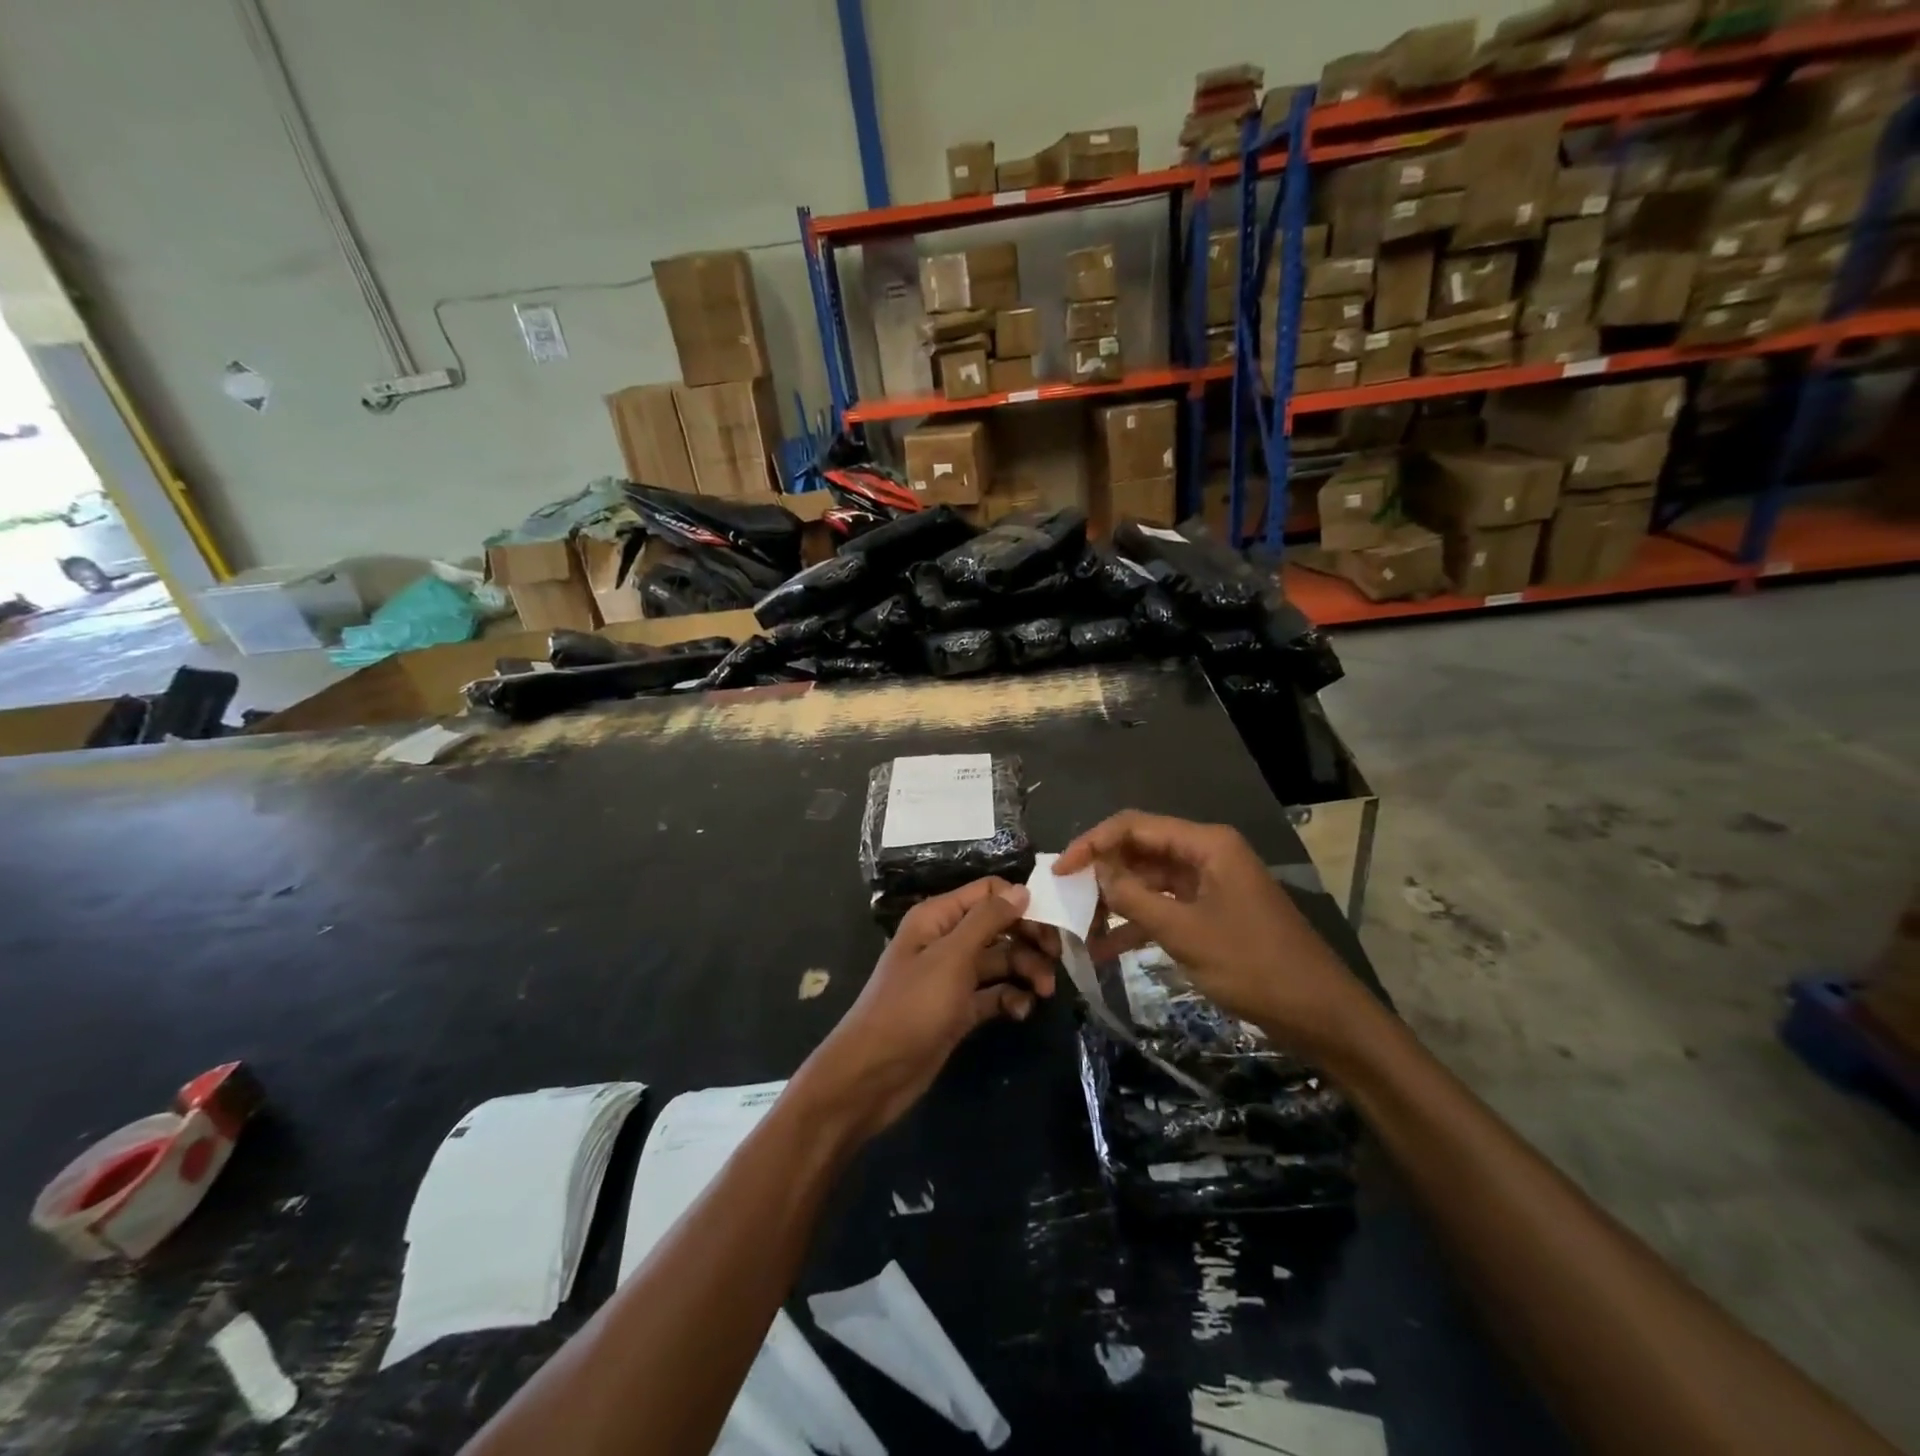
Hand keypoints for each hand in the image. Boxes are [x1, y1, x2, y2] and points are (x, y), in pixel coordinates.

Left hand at [797, 879, 1056, 1140]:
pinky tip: (1021, 1012)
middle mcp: (946, 941)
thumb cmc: (911, 1007)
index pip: (988, 893)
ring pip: (1000, 961)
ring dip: (1025, 971)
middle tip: (1056, 960)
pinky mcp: (958, 1010)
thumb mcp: (951, 957)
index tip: (1052, 924)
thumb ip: (987, 920)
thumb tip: (1022, 889)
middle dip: (1029, 940)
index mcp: (938, 918)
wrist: (874, 1074)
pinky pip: (993, 994)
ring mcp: (952, 977)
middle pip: (998, 927)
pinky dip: (1010, 999)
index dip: (1020, 903)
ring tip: (1043, 992)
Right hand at [1054, 811, 1372, 1057]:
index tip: (1059, 870)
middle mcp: (1206, 855)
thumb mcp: (1185, 932)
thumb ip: (1135, 898)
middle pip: (1140, 850)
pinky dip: (1137, 924)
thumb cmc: (1254, 966)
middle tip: (1064, 898)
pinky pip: (1164, 908)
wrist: (1320, 1014)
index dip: (1092, 843)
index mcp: (1206, 844)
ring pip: (1149, 881)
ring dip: (1116, 901)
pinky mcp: (1211, 914)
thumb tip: (1096, 872)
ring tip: (1078, 926)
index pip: (1134, 826)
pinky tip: (1105, 948)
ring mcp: (1209, 885)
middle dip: (1102, 872)